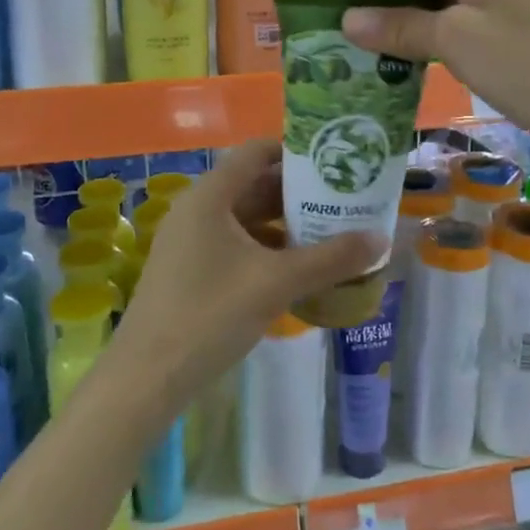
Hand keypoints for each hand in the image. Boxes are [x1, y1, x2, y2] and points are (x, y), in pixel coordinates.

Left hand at [108, 140, 381, 420]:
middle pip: (253, 184)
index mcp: (210, 196)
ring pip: (245, 218)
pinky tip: (297, 268)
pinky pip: (235, 244)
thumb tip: (382, 239)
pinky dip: (266, 248)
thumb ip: (331, 259)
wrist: (147, 378)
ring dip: (284, 223)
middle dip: (298, 192)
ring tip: (330, 232)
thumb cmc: (210, 315)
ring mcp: (190, 241)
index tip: (334, 161)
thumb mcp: (276, 283)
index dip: (295, 151)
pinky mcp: (190, 270)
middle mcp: (197, 209)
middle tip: (343, 200)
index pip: (256, 152)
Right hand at [342, 0, 529, 149]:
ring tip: (372, 46)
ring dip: (410, 20)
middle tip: (350, 31)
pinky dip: (436, 34)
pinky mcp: (519, 22)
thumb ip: (399, 26)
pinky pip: (465, 18)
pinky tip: (412, 55)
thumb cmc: (525, 65)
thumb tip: (346, 20)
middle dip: (389, 1)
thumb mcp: (455, 41)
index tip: (335, 9)